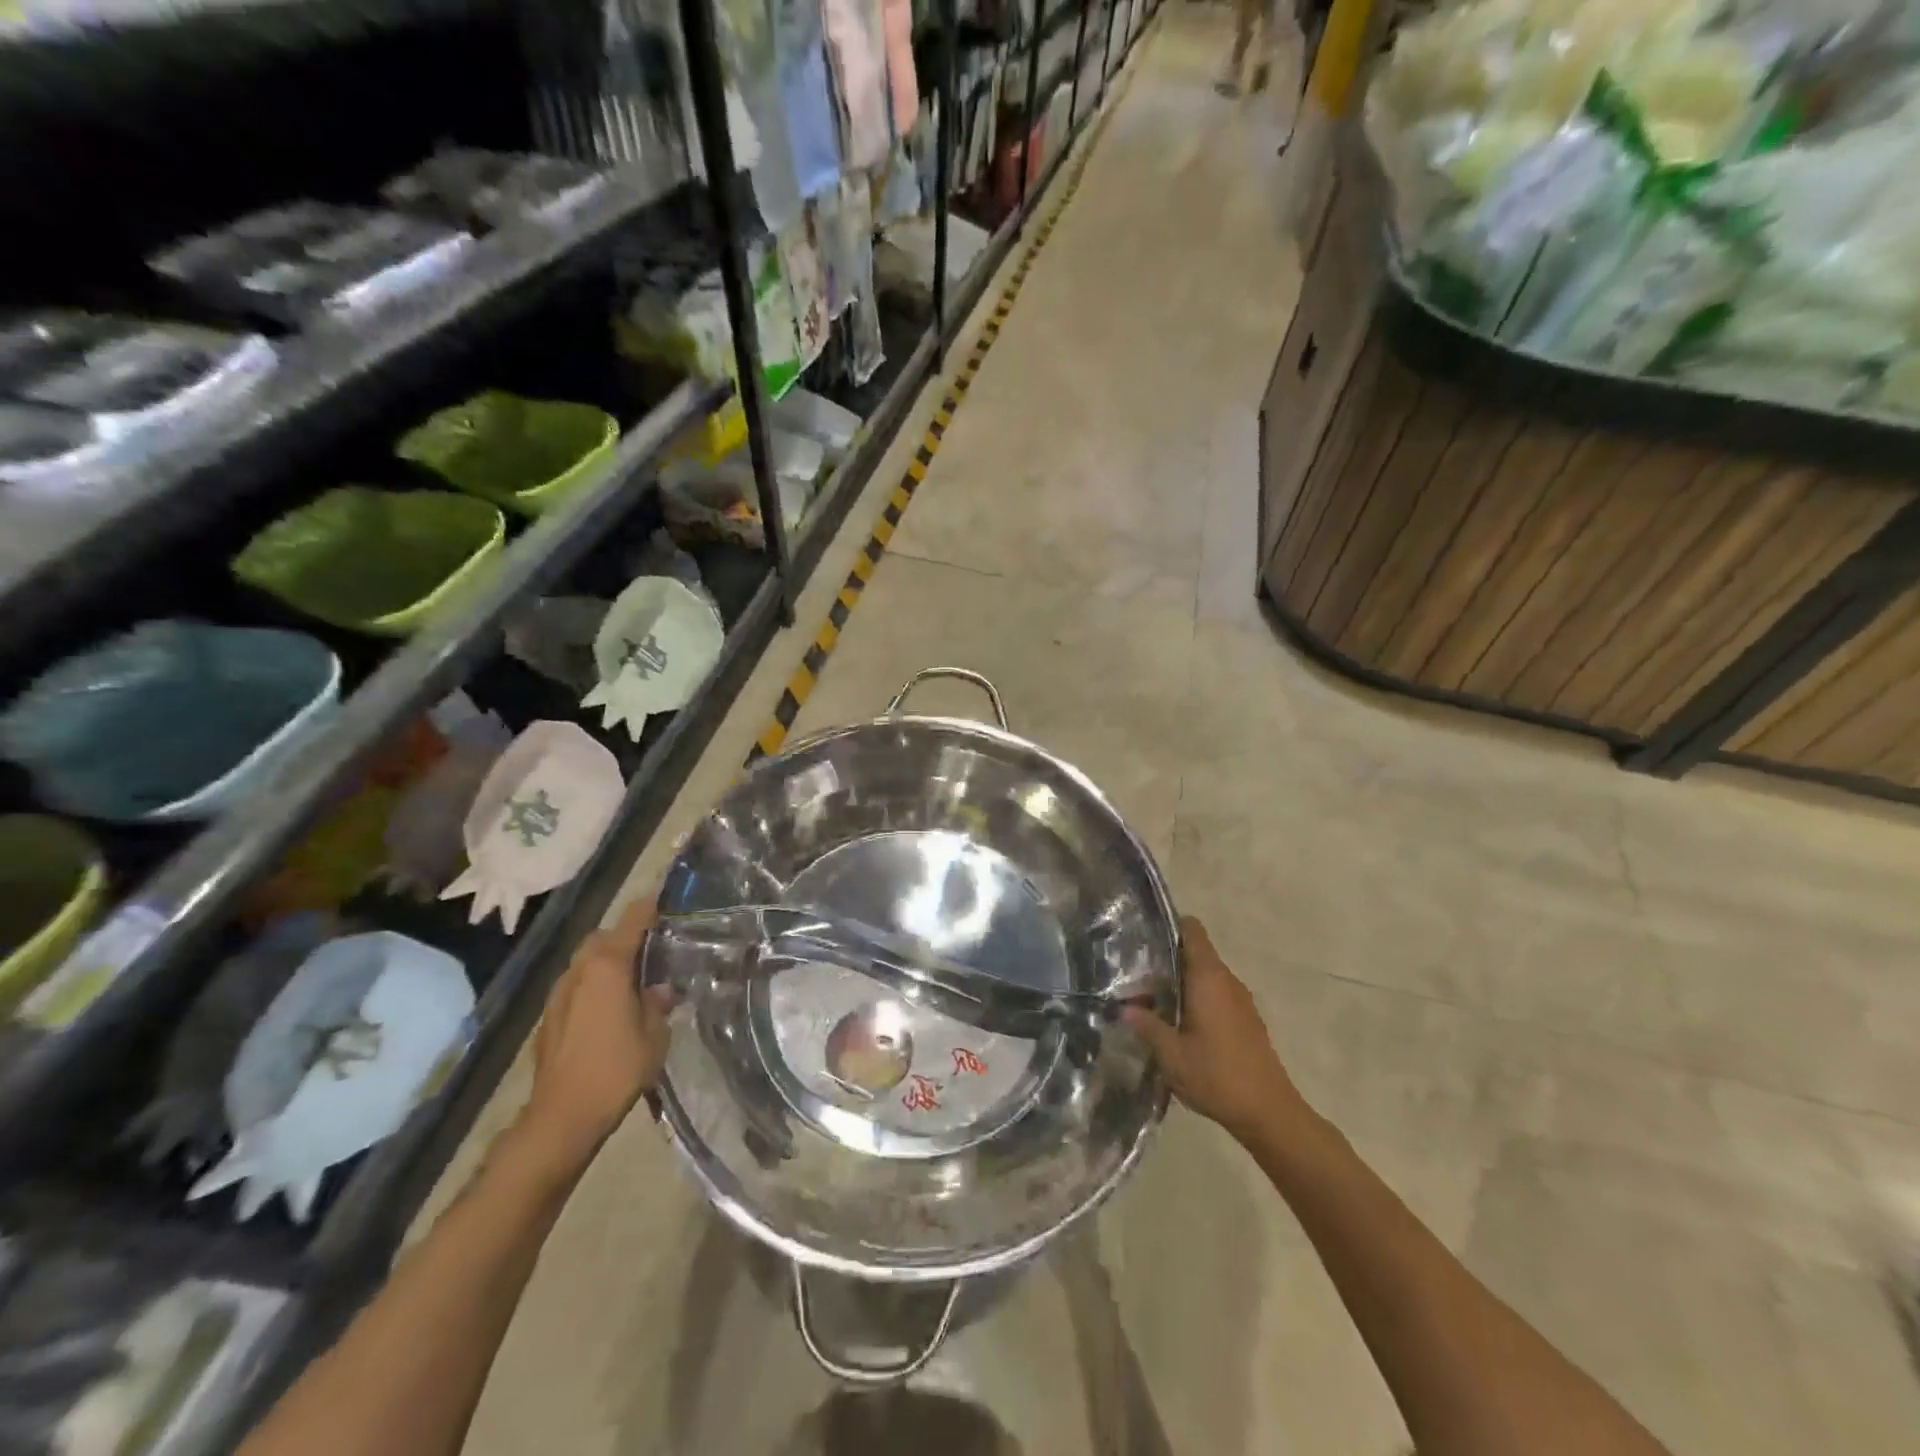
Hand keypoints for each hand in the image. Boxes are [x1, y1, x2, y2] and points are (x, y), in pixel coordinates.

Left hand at [520, 898, 672, 1164]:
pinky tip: (609, 1007)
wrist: (562, 1115)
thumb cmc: (617, 1068)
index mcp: (608, 964)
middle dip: (627, 935)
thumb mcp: (655, 1034)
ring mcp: (559, 992)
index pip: (633, 919)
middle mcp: (580, 969)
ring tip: (633, 978)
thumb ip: (658, 1003)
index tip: (669, 898)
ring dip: (608, 960)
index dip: (651, 906)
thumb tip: (660, 989)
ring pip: (587, 960)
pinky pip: (577, 985)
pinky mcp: (549, 1016)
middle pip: (604, 936)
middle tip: (654, 948)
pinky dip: (594, 984)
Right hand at [1123, 916, 1308, 1144]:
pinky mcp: (1246, 1019)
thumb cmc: (1217, 1076)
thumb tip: (1124, 1008)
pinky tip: (1177, 1022)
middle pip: (1196, 952)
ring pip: (1206, 975)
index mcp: (1208, 978)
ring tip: (1151, 998)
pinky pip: (1217, 994)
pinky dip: (1197, 997)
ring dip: (1181, 980)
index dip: (1168, 926)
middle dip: (1167, 958)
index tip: (1142, 936)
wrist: (1269, 1113)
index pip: (1192, 930)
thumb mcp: (1172, 1054)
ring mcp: (1240, 1000)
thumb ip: (1147, 1026)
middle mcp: (1226, 980)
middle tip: (1135, 972)